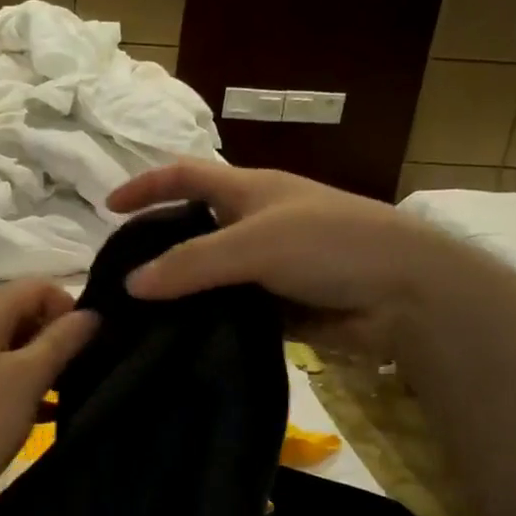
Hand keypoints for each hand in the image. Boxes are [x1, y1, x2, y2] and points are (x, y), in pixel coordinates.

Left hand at [0, 279, 98, 514]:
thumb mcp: (27, 379)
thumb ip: (62, 341)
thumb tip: (91, 314)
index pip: (34, 287)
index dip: (67, 306)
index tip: (87, 343)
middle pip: (19, 313)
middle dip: (55, 336)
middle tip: (82, 370)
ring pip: (8, 348)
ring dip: (40, 364)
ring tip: (69, 393)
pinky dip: (20, 386)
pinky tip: (45, 414)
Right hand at [106, 160, 466, 357]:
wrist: (407, 294)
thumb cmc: (330, 244)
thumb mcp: (254, 244)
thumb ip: (191, 264)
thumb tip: (130, 284)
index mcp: (248, 190)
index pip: (185, 175)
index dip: (146, 184)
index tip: (108, 207)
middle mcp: (254, 224)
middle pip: (192, 229)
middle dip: (156, 246)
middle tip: (119, 277)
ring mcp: (267, 267)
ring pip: (209, 276)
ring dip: (180, 292)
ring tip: (138, 318)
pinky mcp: (278, 305)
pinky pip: (230, 310)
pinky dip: (206, 321)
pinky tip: (179, 340)